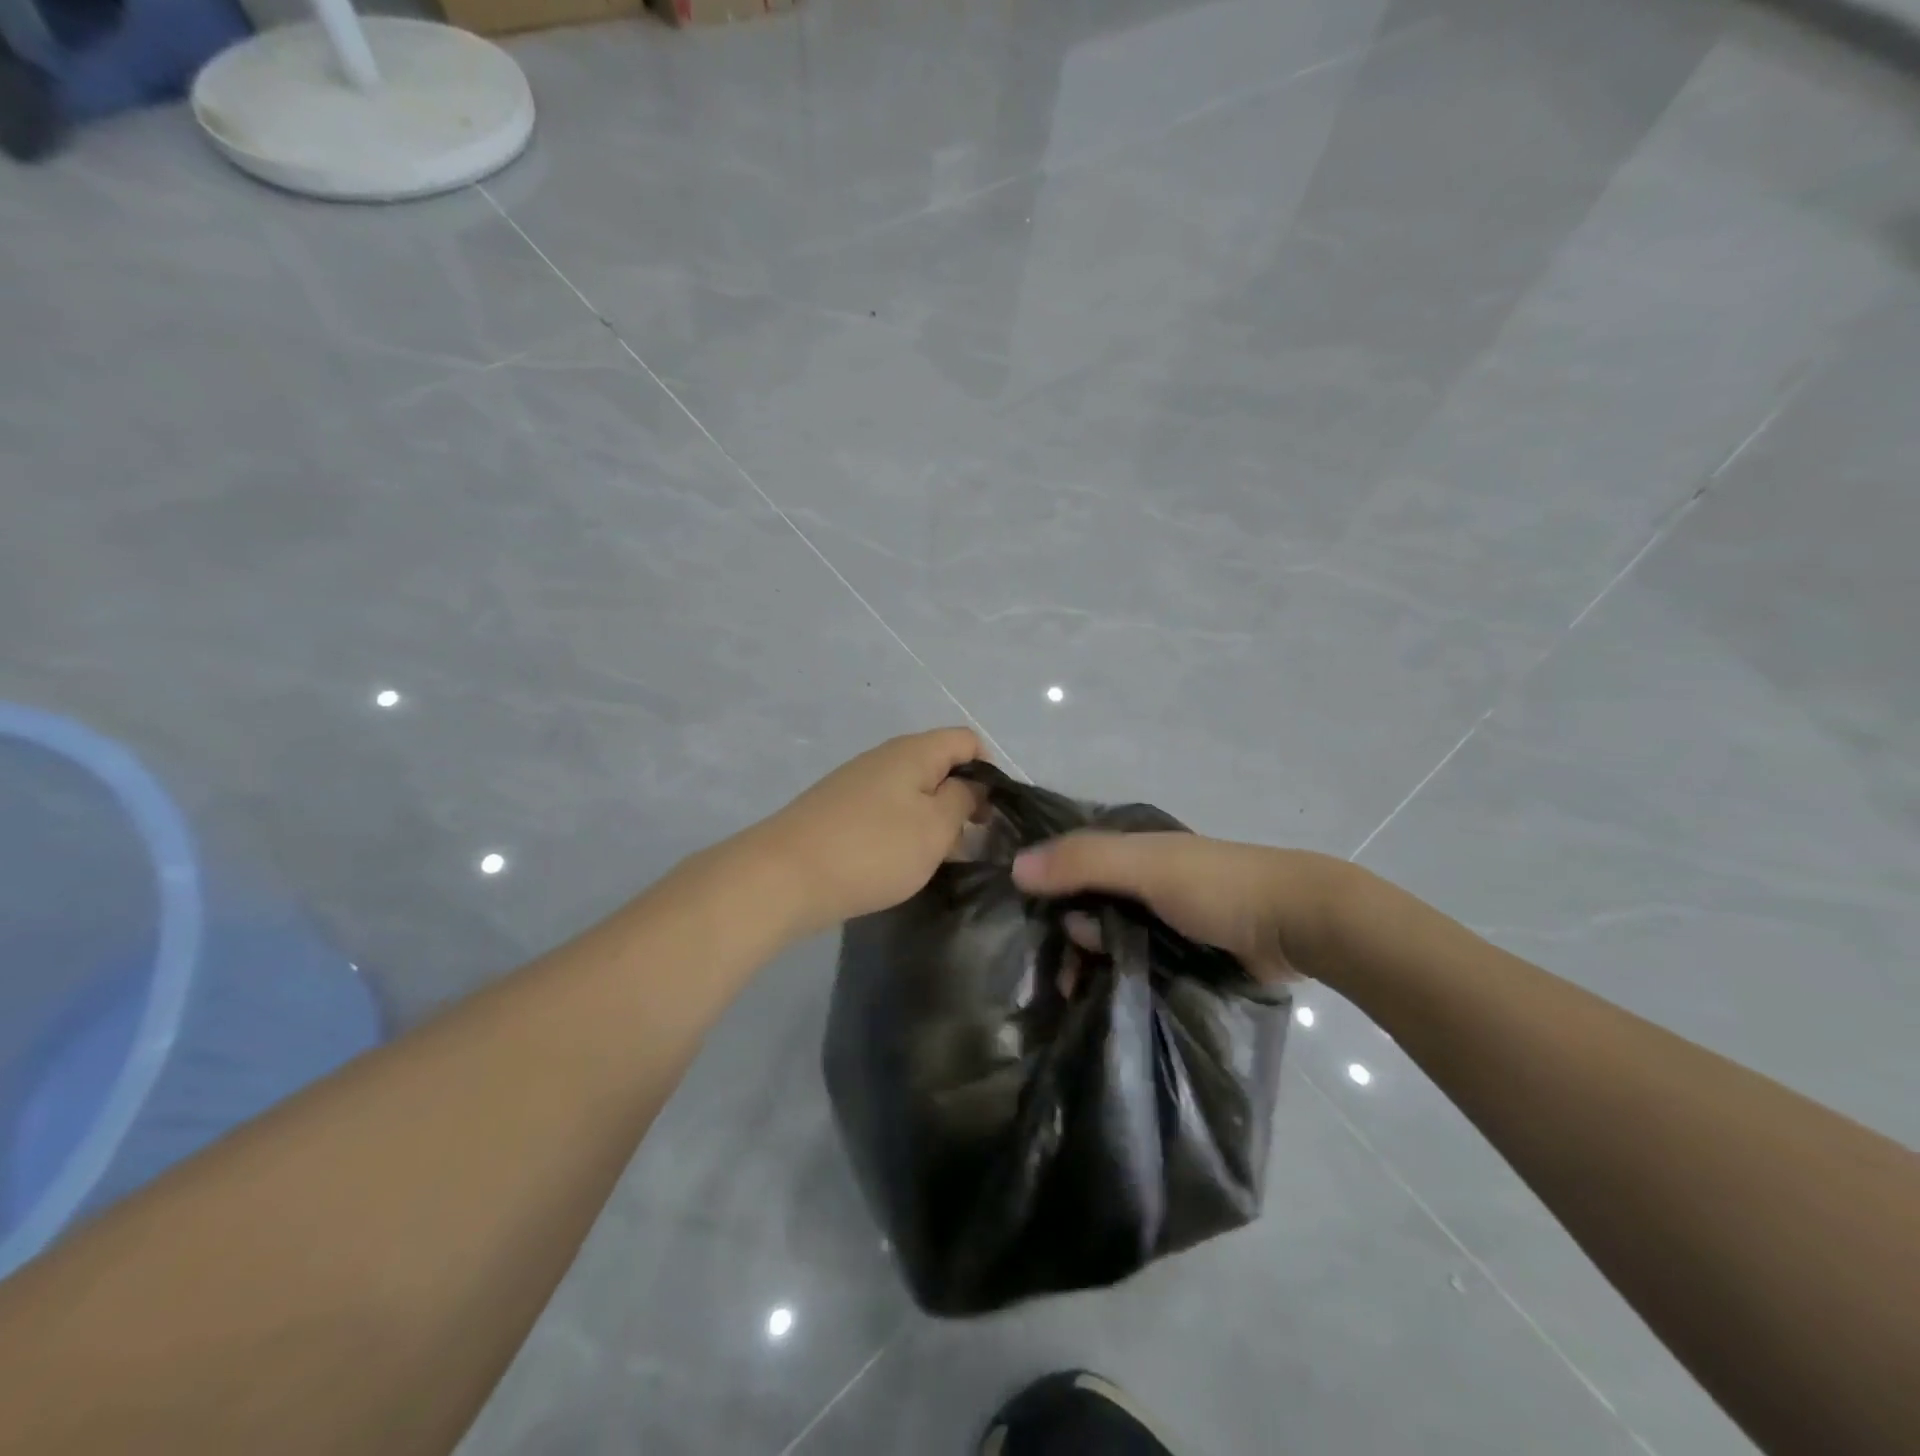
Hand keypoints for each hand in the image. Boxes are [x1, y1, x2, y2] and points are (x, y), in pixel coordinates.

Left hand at [753, 728, 984, 937]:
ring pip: (912, 792)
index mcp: (914, 751)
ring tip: (937, 859)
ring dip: (933, 820)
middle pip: (939, 766)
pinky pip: (886, 811)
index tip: (992, 814)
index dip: (989, 772)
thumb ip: (963, 800)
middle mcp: (885, 757)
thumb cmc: (873, 849)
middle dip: (962, 800)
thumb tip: (972, 786)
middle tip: (970, 843)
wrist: (784, 876)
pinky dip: (903, 831)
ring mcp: (857, 783)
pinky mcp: (839, 810)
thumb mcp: (935, 827)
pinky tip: (900, 863)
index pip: (967, 741)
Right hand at [1011, 831, 1358, 983]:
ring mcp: (1159, 919)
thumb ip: (1082, 863)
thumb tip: (1014, 868)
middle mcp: (1138, 880)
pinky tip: (1100, 1001)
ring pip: (1106, 938)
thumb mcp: (1145, 866)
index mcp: (1129, 849)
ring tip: (1073, 998)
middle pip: (1083, 905)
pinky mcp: (1179, 954)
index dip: (1041, 889)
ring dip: (1089, 963)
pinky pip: (1133, 963)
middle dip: (1065, 937)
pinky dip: (1116, 977)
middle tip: (1054, 980)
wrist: (1299, 925)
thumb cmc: (1217, 886)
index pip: (1067, 863)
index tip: (1019, 930)